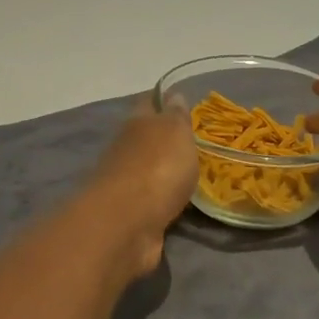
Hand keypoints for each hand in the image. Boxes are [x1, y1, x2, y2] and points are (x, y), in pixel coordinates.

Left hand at [78, 98, 198, 279]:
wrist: (128, 223)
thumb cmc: (157, 167)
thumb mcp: (175, 132)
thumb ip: (176, 116)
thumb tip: (173, 96)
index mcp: (137, 123)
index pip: (148, 102)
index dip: (162, 99)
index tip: (180, 99)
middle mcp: (126, 149)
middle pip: (146, 137)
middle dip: (164, 138)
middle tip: (193, 141)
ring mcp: (125, 182)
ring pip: (148, 169)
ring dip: (164, 171)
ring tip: (192, 174)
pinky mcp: (130, 213)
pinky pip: (152, 200)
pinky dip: (163, 199)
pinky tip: (181, 203)